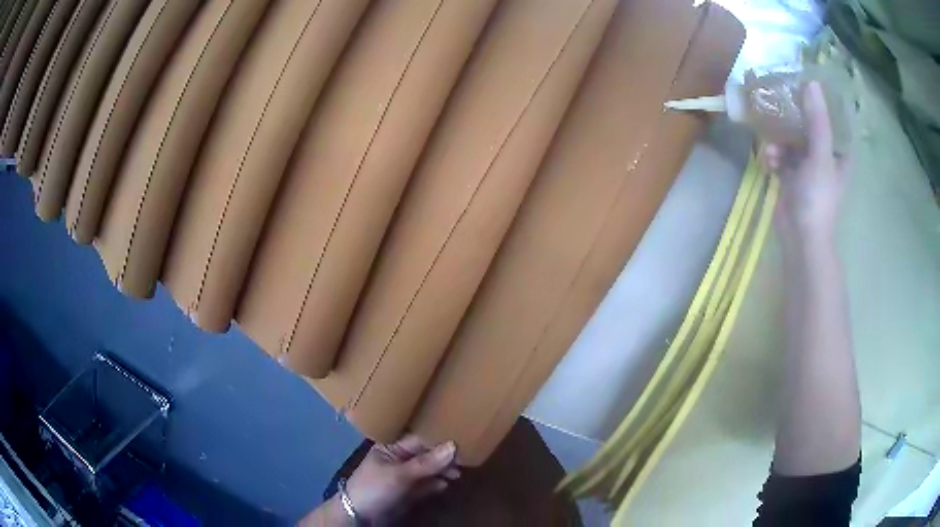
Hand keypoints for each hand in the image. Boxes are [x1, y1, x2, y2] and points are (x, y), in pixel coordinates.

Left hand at [345, 435, 459, 521]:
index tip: (462, 438)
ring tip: (458, 473)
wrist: (359, 515)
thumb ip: (427, 462)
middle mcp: (399, 458)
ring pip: (428, 469)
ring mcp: (404, 475)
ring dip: (443, 470)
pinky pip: (426, 485)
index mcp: (391, 447)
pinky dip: (436, 484)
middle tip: (465, 458)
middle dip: (444, 456)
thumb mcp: (400, 474)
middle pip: (426, 454)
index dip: (439, 439)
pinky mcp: (408, 491)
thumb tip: (454, 445)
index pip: (419, 439)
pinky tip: (446, 484)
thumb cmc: (375, 487)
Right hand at [761, 81, 848, 247]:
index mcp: (839, 153)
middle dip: (795, 117)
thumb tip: (811, 83)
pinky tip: (767, 160)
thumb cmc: (818, 198)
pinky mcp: (791, 177)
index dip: (824, 102)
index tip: (809, 84)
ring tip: (771, 147)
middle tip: (780, 101)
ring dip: (780, 140)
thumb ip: (817, 121)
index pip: (835, 120)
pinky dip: (773, 156)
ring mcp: (808, 167)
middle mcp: (825, 157)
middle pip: (810, 126)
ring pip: (793, 140)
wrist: (801, 238)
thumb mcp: (820, 156)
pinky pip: (781, 156)